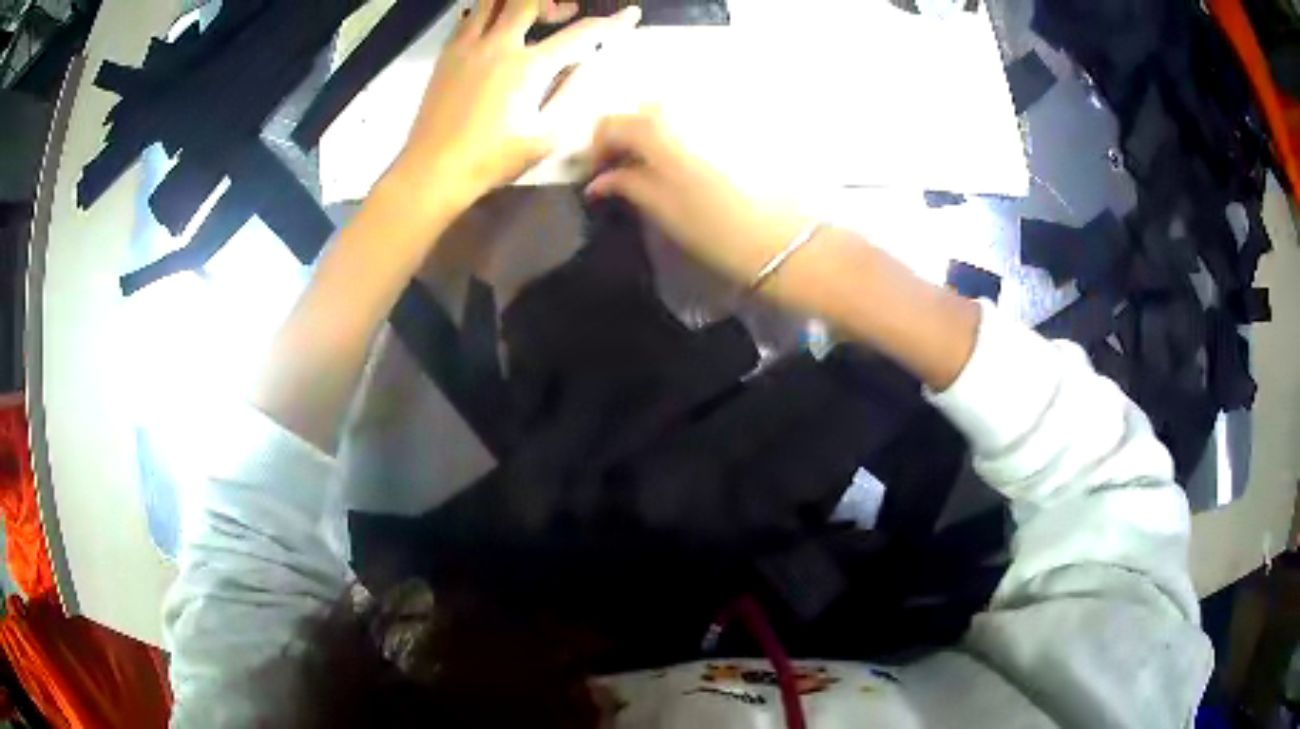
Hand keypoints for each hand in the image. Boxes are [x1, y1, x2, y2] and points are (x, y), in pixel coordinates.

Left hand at [391, 0, 641, 210]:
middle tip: (564, 14)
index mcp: (529, 68)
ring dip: (516, 2)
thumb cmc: (492, 160)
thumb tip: (584, 68)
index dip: (611, 23)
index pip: (581, 34)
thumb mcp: (545, 137)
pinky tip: (493, 26)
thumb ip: (569, 96)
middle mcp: (499, 46)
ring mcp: (468, 47)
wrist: (433, 170)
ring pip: (492, 1)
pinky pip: (468, 17)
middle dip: (554, 1)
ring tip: (527, 14)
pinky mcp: (446, 55)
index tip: (628, 14)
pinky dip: (486, 12)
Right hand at [585, 111, 814, 286]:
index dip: (596, 149)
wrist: (786, 238)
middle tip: (624, 172)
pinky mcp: (742, 124)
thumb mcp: (663, 208)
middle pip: (639, 113)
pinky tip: (689, 164)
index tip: (598, 176)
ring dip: (654, 135)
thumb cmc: (718, 229)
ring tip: (655, 170)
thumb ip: (626, 184)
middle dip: (625, 138)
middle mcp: (685, 108)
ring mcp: (716, 112)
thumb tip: (600, 180)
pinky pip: (698, 120)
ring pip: (670, 114)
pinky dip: (682, 135)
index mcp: (658, 127)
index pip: (609, 124)